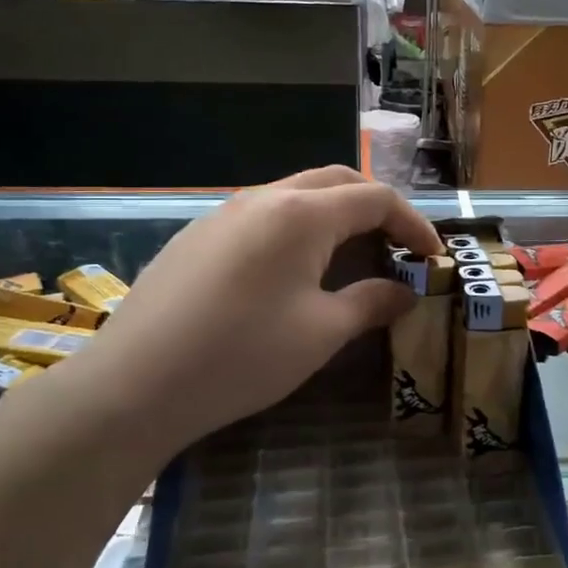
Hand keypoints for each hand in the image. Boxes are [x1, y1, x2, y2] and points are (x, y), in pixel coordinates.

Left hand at [66, 167, 441, 452]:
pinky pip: (262, 216)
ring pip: (295, 195)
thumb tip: (404, 293)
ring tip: (351, 257)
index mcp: (302, 214)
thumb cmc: (242, 356)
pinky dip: (296, 229)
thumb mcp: (321, 333)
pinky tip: (291, 271)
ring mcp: (224, 213)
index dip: (412, 223)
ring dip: (334, 215)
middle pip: (336, 182)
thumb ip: (370, 303)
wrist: (135, 384)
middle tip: (397, 246)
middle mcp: (264, 198)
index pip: (375, 198)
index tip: (432, 256)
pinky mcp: (198, 235)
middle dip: (375, 207)